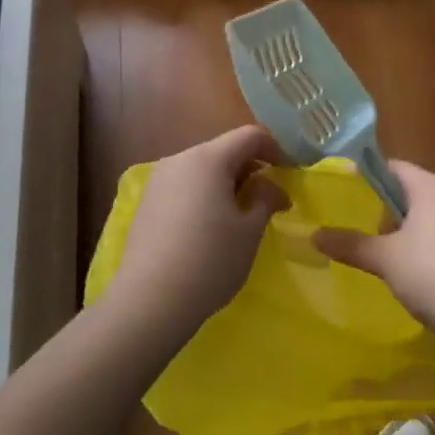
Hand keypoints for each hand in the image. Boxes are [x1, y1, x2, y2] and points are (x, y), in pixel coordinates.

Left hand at [109, 126, 287, 347]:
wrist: (150, 299)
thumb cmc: (210, 260)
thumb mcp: (250, 231)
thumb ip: (265, 198)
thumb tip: (272, 187)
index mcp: (209, 158)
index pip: (250, 136)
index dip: (274, 149)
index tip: (287, 174)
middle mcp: (180, 159)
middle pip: (223, 150)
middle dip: (249, 168)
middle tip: (267, 200)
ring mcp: (159, 180)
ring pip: (202, 168)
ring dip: (225, 183)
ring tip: (238, 216)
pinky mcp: (147, 202)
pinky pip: (183, 186)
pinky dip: (203, 195)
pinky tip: (207, 228)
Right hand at [313, 159, 434, 341]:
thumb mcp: (385, 260)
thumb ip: (350, 244)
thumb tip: (313, 235)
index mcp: (433, 186)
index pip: (392, 167)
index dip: (367, 178)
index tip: (345, 195)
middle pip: (412, 192)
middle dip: (386, 210)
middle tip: (361, 231)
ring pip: (430, 217)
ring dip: (408, 232)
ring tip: (384, 257)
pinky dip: (429, 249)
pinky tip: (416, 276)